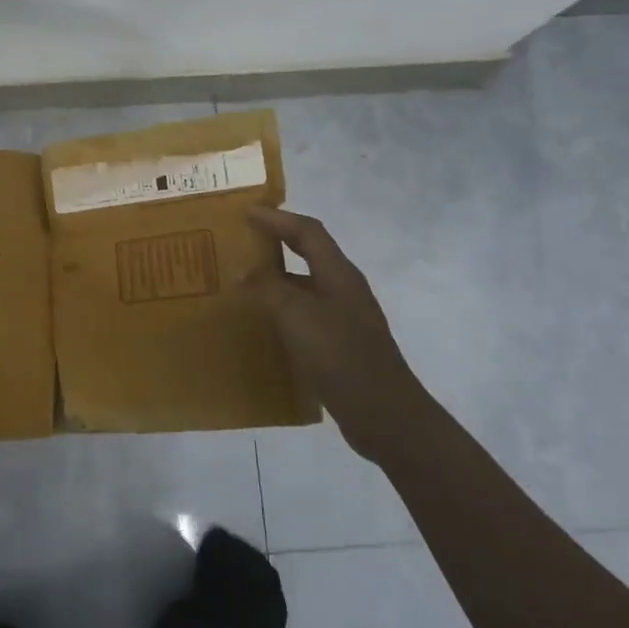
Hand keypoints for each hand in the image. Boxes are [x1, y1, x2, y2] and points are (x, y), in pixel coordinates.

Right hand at [244, 206, 421, 456]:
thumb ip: (268, 289)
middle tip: (242, 240)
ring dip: (276, 279)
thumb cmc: (341, 356)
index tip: (246, 212)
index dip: (277, 218)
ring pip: (305, 286)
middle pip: (309, 253)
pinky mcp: (340, 345)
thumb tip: (243, 272)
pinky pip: (305, 315)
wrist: (385, 415)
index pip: (307, 231)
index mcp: (339, 273)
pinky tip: (262, 325)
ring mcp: (344, 318)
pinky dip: (281, 311)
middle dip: (277, 242)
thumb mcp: (298, 316)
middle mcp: (344, 289)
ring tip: (242, 282)